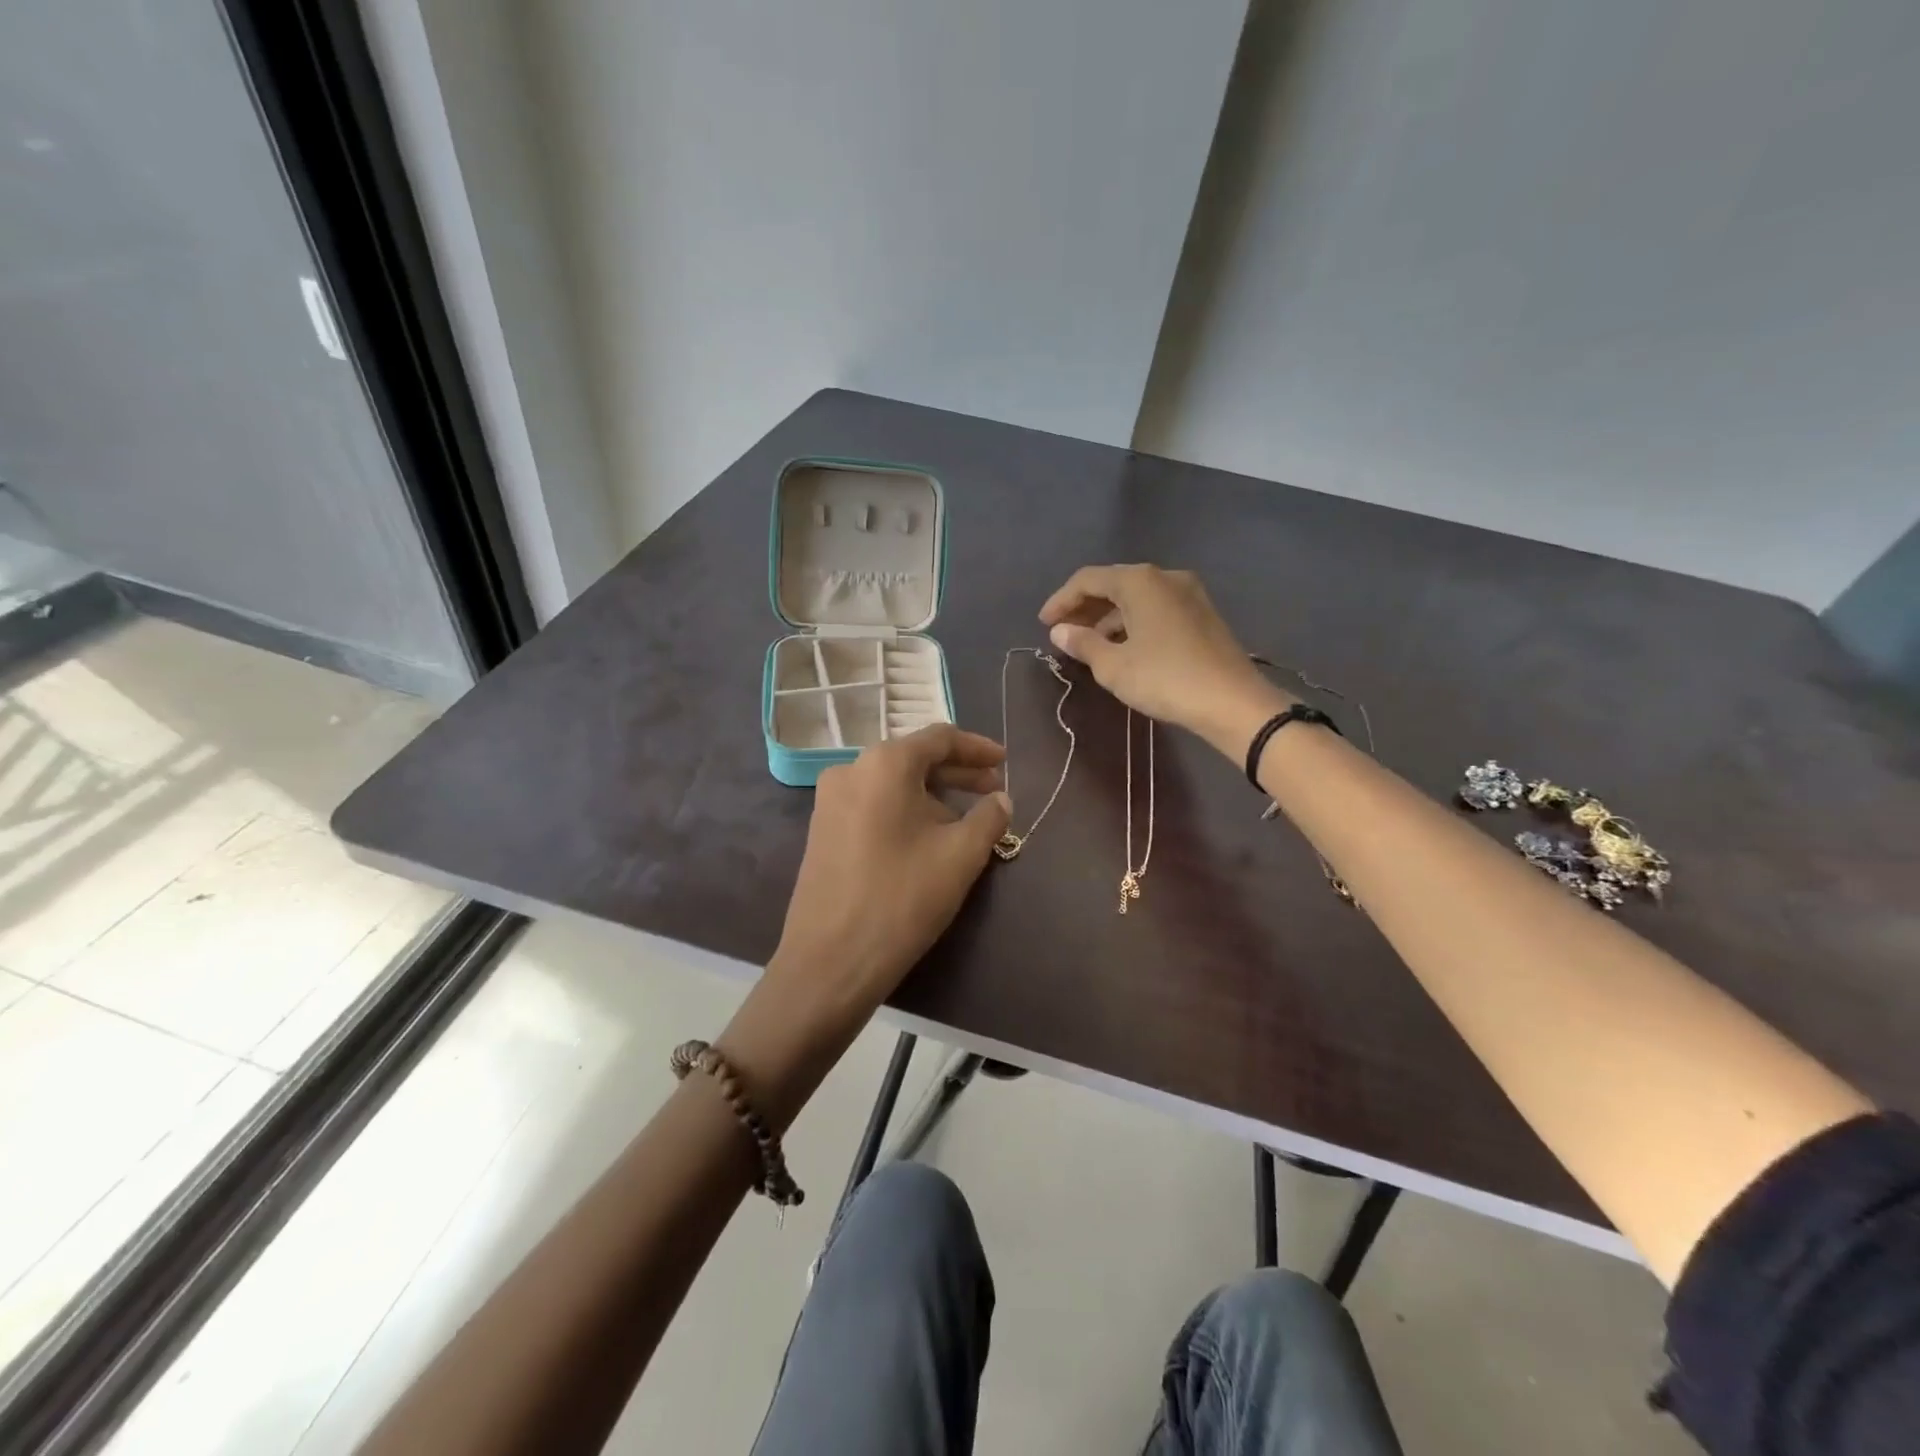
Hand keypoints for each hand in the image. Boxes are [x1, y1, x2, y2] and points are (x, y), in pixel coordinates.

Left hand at [771, 725, 1011, 1017]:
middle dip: (957, 773)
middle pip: (914, 759)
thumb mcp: (960, 856)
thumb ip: (989, 817)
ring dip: (933, 795)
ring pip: (893, 784)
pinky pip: (873, 805)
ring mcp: (830, 801)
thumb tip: (1001, 799)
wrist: (830, 961)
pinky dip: (906, 810)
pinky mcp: (823, 831)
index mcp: (884, 764)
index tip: (1006, 762)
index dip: (977, 748)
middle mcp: (851, 770)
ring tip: (967, 820)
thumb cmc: (902, 898)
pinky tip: (927, 837)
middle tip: (993, 790)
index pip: (939, 738)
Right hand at [1039, 564, 1292, 755]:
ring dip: (1108, 617)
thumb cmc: (1166, 679)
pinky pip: (1156, 609)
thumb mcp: (1114, 666)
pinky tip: (1122, 646)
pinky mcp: (1202, 614)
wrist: (1232, 702)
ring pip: (1136, 597)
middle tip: (1063, 632)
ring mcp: (1188, 593)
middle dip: (1084, 607)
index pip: (1087, 580)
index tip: (1043, 624)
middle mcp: (1165, 577)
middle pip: (1113, 583)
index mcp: (1139, 581)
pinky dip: (1132, 622)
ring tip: (1088, 644)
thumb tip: (1060, 631)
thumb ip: (1083, 644)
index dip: (1061, 600)